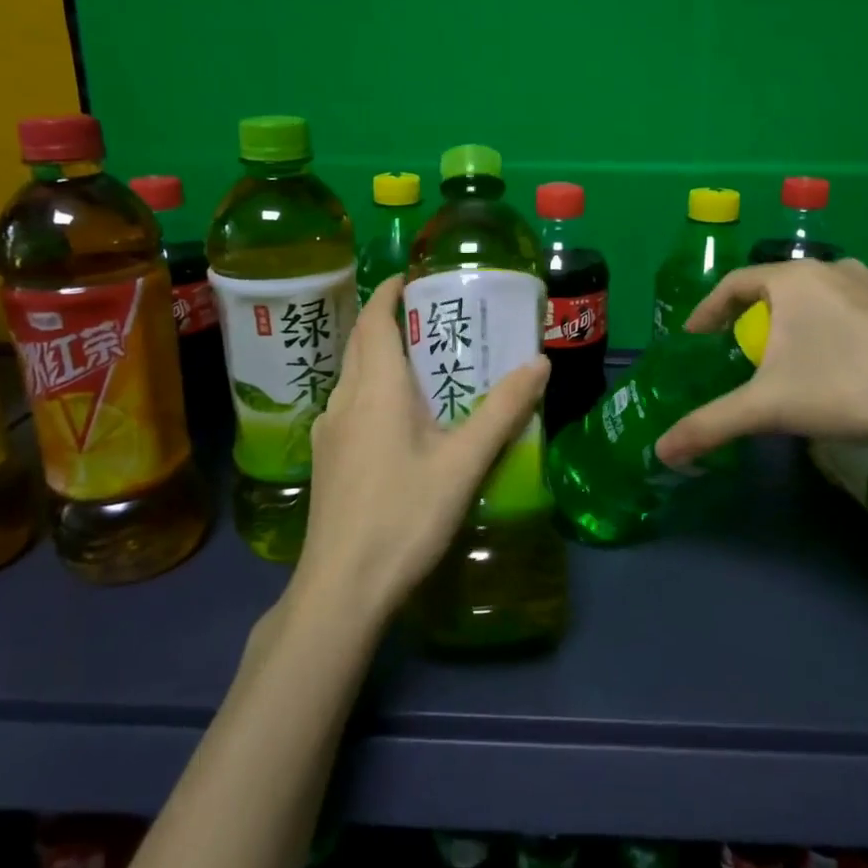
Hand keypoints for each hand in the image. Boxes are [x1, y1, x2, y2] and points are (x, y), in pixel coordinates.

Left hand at [296, 277, 548, 620]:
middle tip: (434, 319)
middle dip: (391, 322)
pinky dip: (375, 391)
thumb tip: (539, 363)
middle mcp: (345, 400)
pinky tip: (402, 420)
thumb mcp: (464, 462)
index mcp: (376, 389)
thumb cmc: (405, 516)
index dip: (389, 293)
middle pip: (363, 345)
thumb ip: (503, 411)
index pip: (375, 321)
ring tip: (425, 365)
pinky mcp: (328, 461)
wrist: (342, 588)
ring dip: (382, 358)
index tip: (413, 278)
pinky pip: (351, 406)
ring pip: (354, 377)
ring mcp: (329, 433)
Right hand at [654, 259, 867, 466]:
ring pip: (815, 294)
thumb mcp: (766, 409)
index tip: (695, 336)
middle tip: (737, 345)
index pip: (734, 283)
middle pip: (775, 285)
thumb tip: (660, 451)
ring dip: (792, 316)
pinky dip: (828, 324)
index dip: (708, 309)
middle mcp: (831, 269)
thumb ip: (708, 425)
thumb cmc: (841, 388)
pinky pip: (848, 306)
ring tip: (785, 350)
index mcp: (792, 279)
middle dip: (750, 313)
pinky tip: (835, 357)